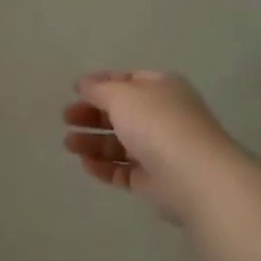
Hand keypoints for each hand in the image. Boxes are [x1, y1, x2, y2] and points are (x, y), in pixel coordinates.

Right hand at [62, 70, 240, 220]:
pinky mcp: (156, 180)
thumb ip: (98, 89)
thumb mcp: (121, 95)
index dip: (101, 83)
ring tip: (68, 145)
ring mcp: (161, 150)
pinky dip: (105, 167)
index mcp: (162, 89)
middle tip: (66, 118)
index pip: (128, 80)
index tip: (75, 91)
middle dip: (92, 115)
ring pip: (121, 143)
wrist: (194, 177)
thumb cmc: (157, 124)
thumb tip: (84, 84)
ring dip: (93, 142)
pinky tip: (86, 165)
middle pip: (122, 112)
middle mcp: (164, 116)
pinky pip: (125, 170)